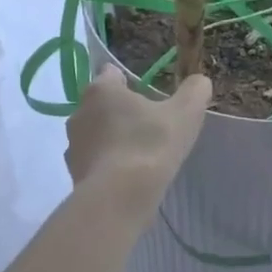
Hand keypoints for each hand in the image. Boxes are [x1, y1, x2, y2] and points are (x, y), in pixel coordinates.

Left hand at [66, 67, 211, 200]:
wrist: (119, 198)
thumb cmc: (150, 145)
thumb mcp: (185, 113)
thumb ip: (195, 91)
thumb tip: (199, 81)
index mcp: (101, 89)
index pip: (112, 73)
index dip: (131, 82)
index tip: (150, 97)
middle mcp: (79, 112)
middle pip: (103, 104)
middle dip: (122, 112)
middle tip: (149, 127)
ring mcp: (72, 144)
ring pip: (96, 133)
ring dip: (113, 139)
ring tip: (140, 155)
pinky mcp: (73, 173)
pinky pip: (94, 161)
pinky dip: (108, 164)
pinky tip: (127, 177)